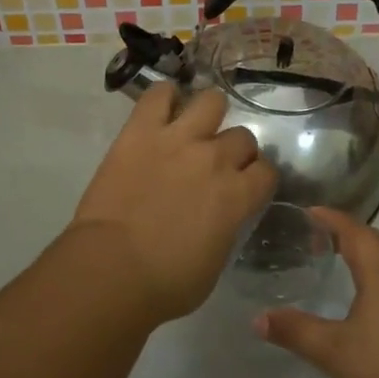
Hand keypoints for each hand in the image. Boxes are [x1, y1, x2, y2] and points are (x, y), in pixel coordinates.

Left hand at [69, 84, 276, 323]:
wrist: (112, 270)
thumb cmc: (166, 283)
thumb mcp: (215, 263)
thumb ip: (227, 228)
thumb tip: (223, 217)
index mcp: (238, 196)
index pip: (267, 171)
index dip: (258, 178)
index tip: (246, 187)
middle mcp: (215, 159)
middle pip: (243, 137)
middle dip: (234, 151)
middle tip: (216, 166)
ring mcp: (178, 139)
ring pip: (211, 101)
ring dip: (208, 115)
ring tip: (195, 128)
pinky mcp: (141, 131)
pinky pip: (159, 94)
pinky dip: (165, 97)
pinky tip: (163, 109)